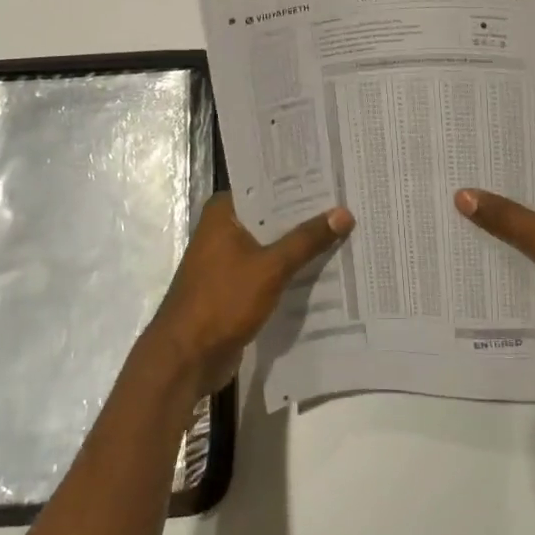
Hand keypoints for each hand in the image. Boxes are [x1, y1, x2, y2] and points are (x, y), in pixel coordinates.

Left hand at [145, 194, 353, 396]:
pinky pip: (269, 269)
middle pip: (272, 215)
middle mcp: (223, 229)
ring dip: (300, 244)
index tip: (334, 176)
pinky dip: (290, 269)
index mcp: (223, 212)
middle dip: (306, 215)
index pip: (267, 185)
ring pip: (272, 244)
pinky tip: (324, 268)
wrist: (186, 358)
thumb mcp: (271, 267)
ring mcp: (228, 259)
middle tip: (349, 204)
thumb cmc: (222, 301)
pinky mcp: (235, 286)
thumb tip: (344, 213)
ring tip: (345, 232)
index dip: (300, 183)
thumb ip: (307, 240)